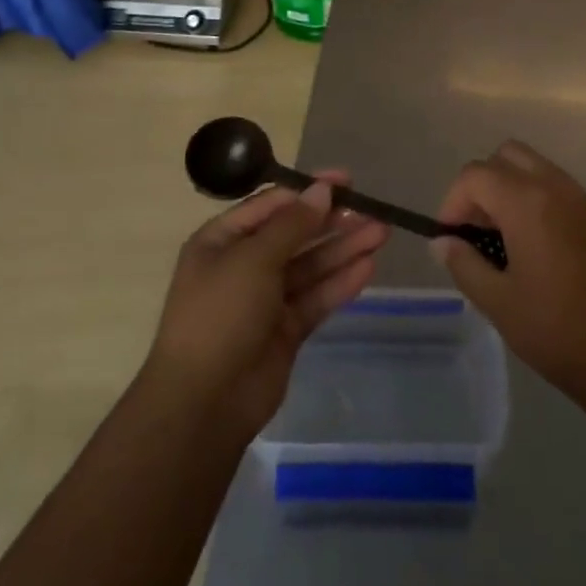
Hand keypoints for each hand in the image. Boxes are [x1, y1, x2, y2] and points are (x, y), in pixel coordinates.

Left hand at [145, 174, 386, 438]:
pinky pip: (316, 297)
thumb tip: (322, 190)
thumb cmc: (220, 314)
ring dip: (343, 249)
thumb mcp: (253, 259)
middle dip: (333, 221)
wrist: (203, 404)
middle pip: (295, 234)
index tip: (346, 180)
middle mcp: (243, 265)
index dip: (309, 191)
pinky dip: (340, 282)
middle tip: (372, 209)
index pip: (272, 205)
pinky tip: (368, 267)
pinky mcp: (285, 330)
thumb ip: (293, 224)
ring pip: (310, 265)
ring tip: (381, 233)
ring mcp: (265, 299)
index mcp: (223, 240)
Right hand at [432, 142, 585, 406]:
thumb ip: (464, 264)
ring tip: (505, 239)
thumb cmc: (557, 331)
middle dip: (482, 184)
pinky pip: (559, 188)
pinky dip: (538, 200)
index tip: (450, 237)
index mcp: (527, 203)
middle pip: (506, 156)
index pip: (475, 175)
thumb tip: (443, 242)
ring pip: (535, 167)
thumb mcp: (498, 303)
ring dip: (510, 189)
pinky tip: (538, 248)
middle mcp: (556, 187)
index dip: (453, 201)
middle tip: (477, 229)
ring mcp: (583, 199)